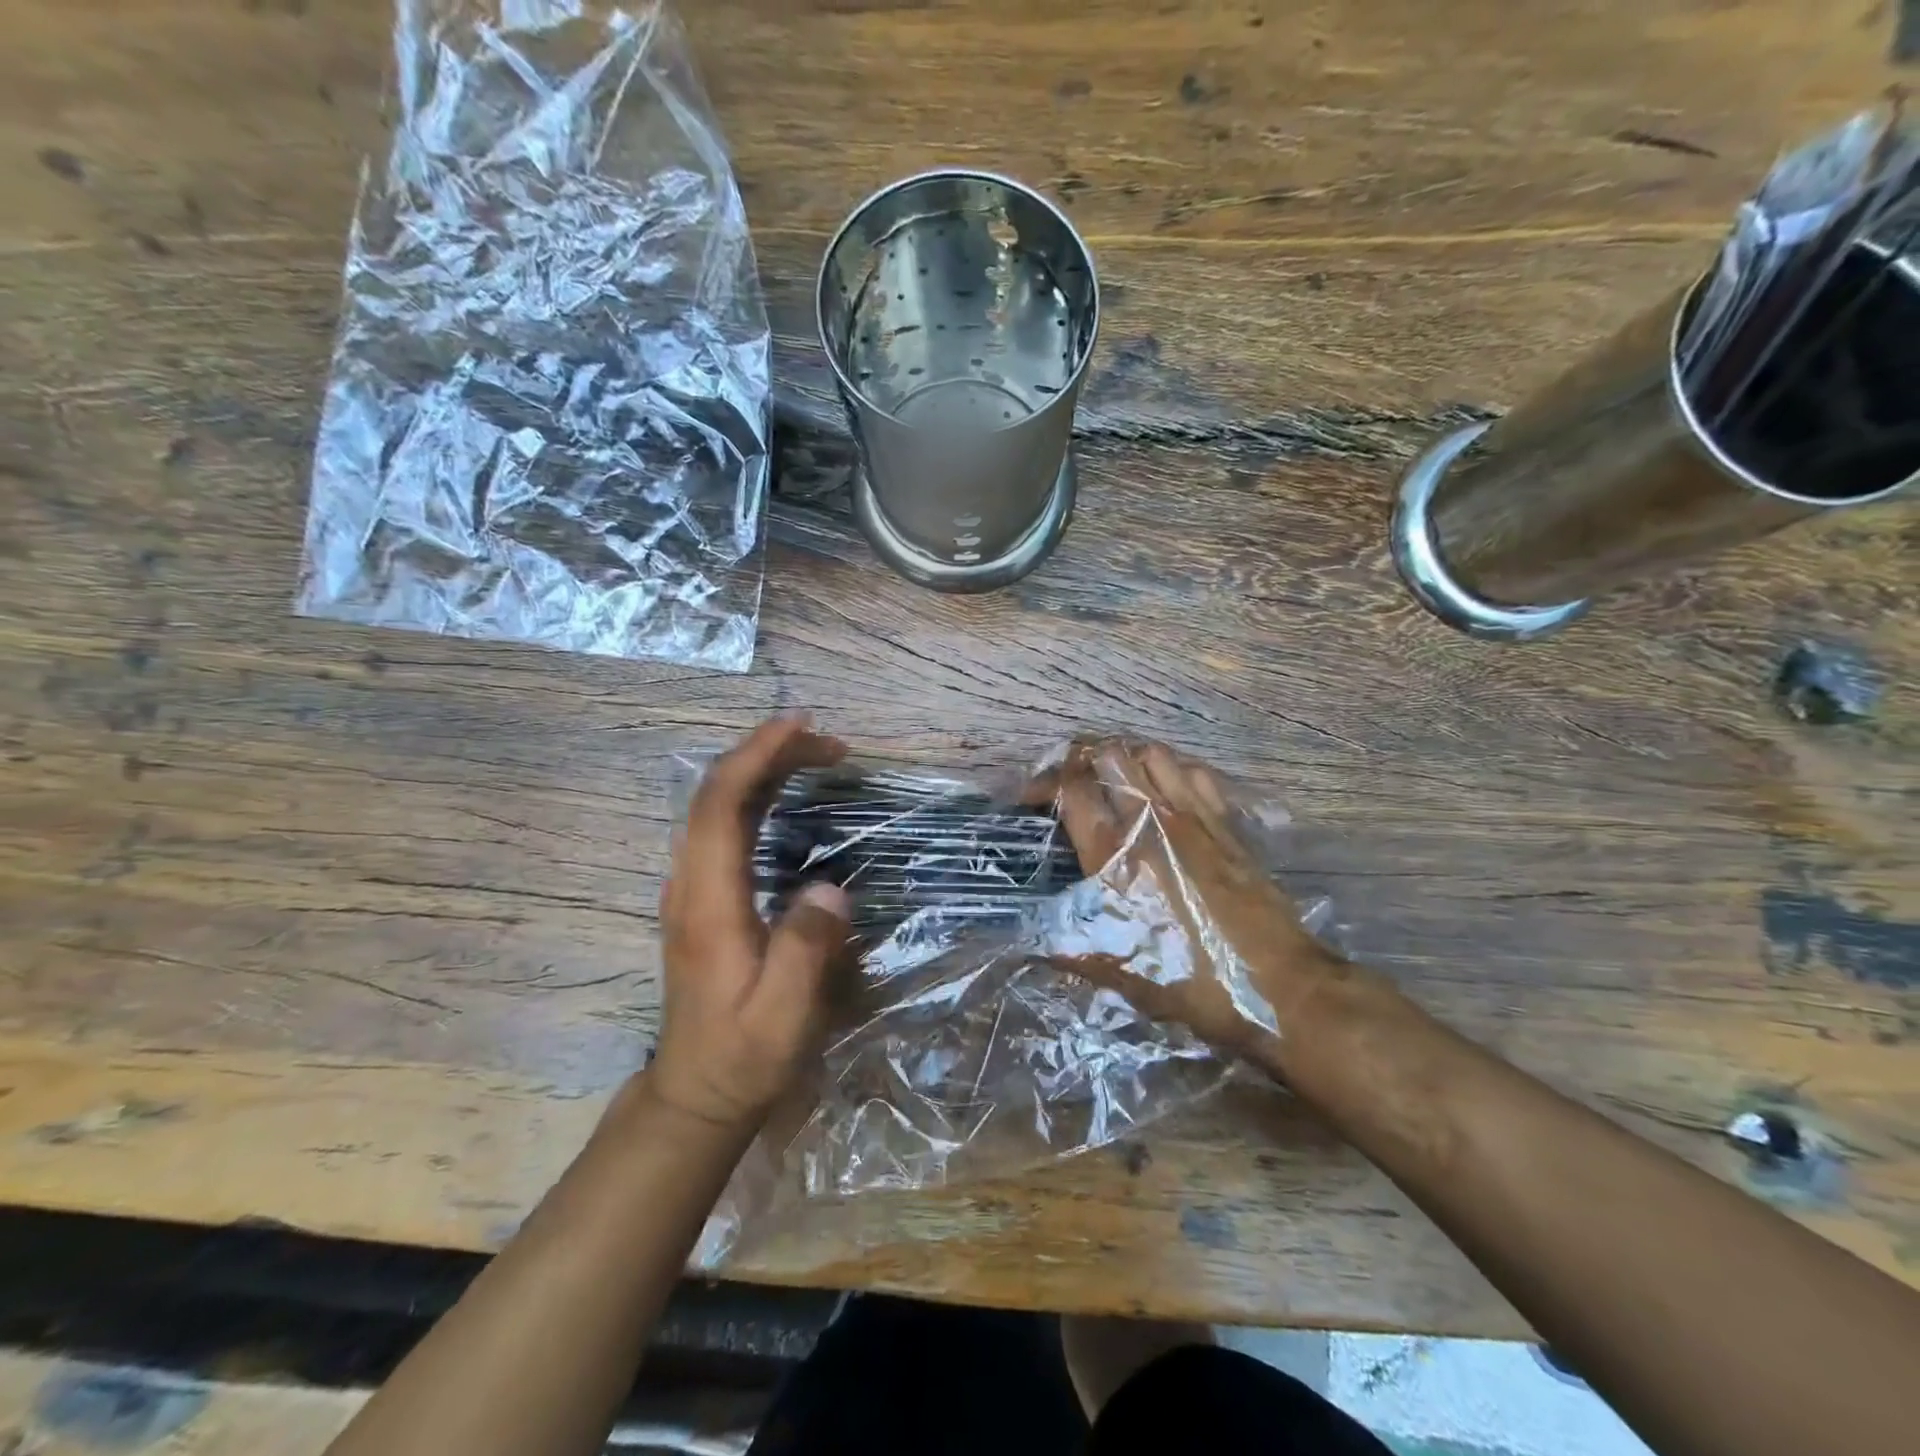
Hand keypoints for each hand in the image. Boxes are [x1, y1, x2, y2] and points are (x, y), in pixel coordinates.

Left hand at [649, 714, 852, 1133]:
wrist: (697, 1092)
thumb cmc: (743, 1056)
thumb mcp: (781, 1016)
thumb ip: (804, 952)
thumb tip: (829, 889)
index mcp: (708, 902)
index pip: (721, 805)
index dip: (756, 755)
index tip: (800, 726)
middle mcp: (690, 883)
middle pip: (718, 793)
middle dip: (770, 754)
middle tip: (831, 745)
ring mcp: (691, 888)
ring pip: (719, 805)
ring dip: (764, 770)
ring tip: (818, 758)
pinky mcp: (703, 897)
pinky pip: (725, 825)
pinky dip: (757, 795)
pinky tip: (788, 796)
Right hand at [1046, 738, 1340, 1057]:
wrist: (1278, 986)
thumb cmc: (1191, 980)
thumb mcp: (1120, 971)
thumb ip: (1070, 947)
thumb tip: (1028, 943)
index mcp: (1116, 854)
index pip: (1071, 789)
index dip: (1044, 784)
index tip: (1031, 798)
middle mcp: (1152, 821)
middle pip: (1110, 755)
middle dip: (1082, 759)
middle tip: (1072, 781)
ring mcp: (1194, 816)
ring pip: (1154, 753)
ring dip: (1129, 758)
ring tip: (1117, 779)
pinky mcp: (1227, 823)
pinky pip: (1197, 773)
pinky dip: (1175, 771)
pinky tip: (1169, 792)